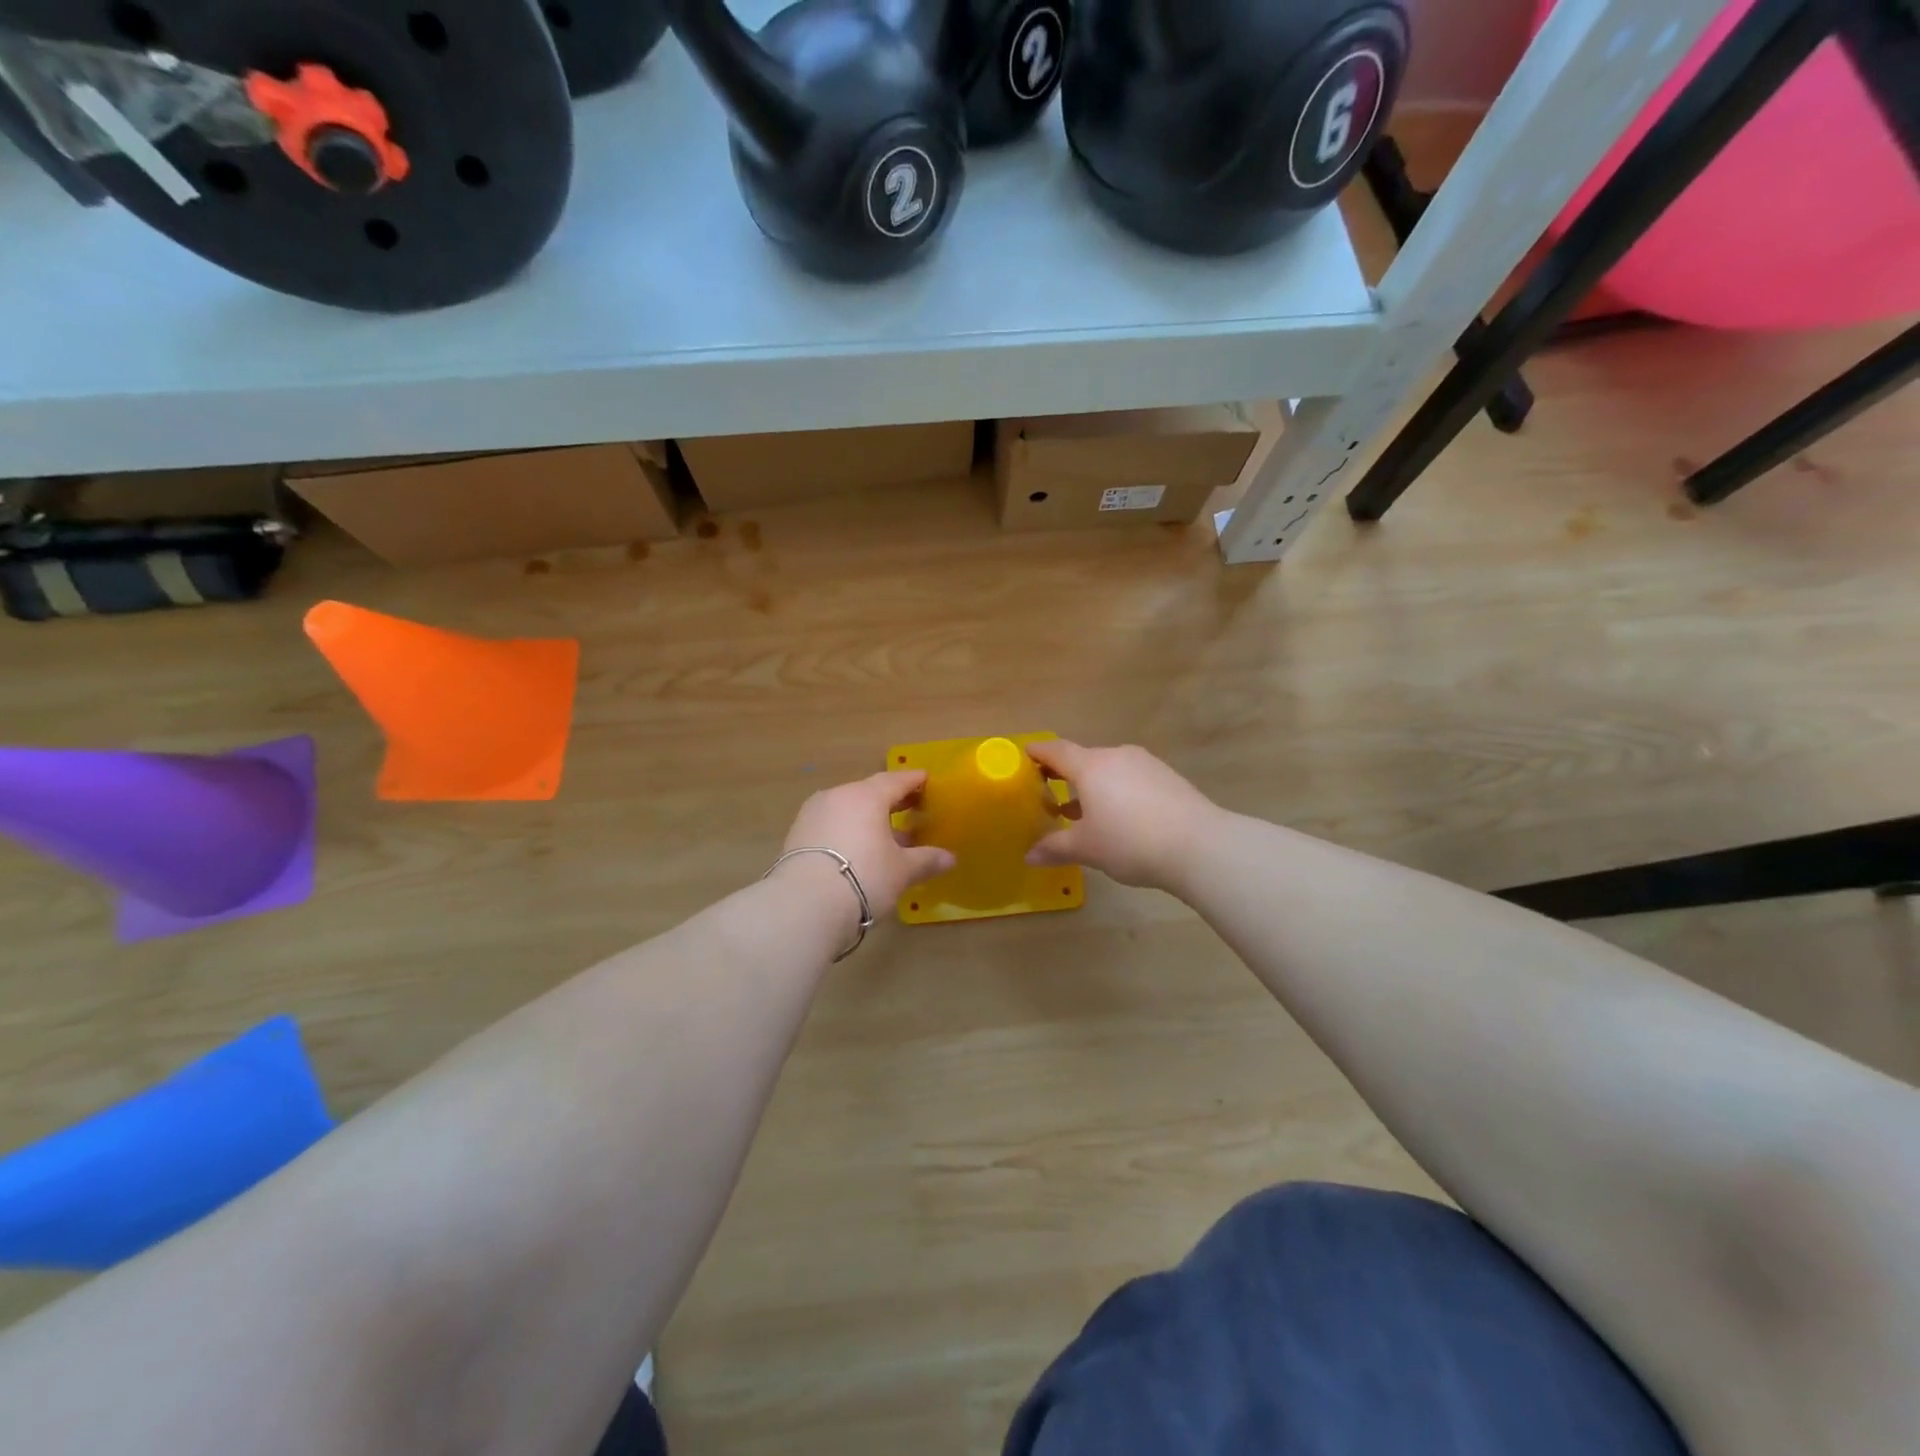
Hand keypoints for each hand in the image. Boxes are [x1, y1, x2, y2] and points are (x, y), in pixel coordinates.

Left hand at [777, 770, 956, 916]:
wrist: (803, 905)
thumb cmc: (864, 877)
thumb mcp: (901, 871)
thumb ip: (926, 860)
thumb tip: (950, 858)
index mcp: (867, 796)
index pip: (896, 780)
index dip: (913, 781)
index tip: (927, 780)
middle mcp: (838, 796)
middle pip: (869, 792)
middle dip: (891, 801)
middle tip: (911, 807)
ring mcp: (813, 814)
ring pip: (847, 809)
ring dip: (868, 818)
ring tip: (886, 835)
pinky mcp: (796, 835)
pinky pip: (831, 824)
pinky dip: (848, 831)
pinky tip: (858, 849)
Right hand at [1025, 741, 1217, 890]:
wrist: (1199, 846)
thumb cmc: (1130, 841)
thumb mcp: (1087, 848)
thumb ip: (1055, 848)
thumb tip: (1029, 855)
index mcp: (1091, 766)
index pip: (1056, 750)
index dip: (1037, 753)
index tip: (1024, 755)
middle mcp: (1117, 756)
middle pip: (1083, 759)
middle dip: (1064, 775)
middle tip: (1047, 794)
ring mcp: (1145, 764)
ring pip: (1108, 770)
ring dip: (1091, 786)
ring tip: (1080, 812)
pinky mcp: (1167, 777)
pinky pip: (1130, 778)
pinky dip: (1116, 791)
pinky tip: (1117, 817)